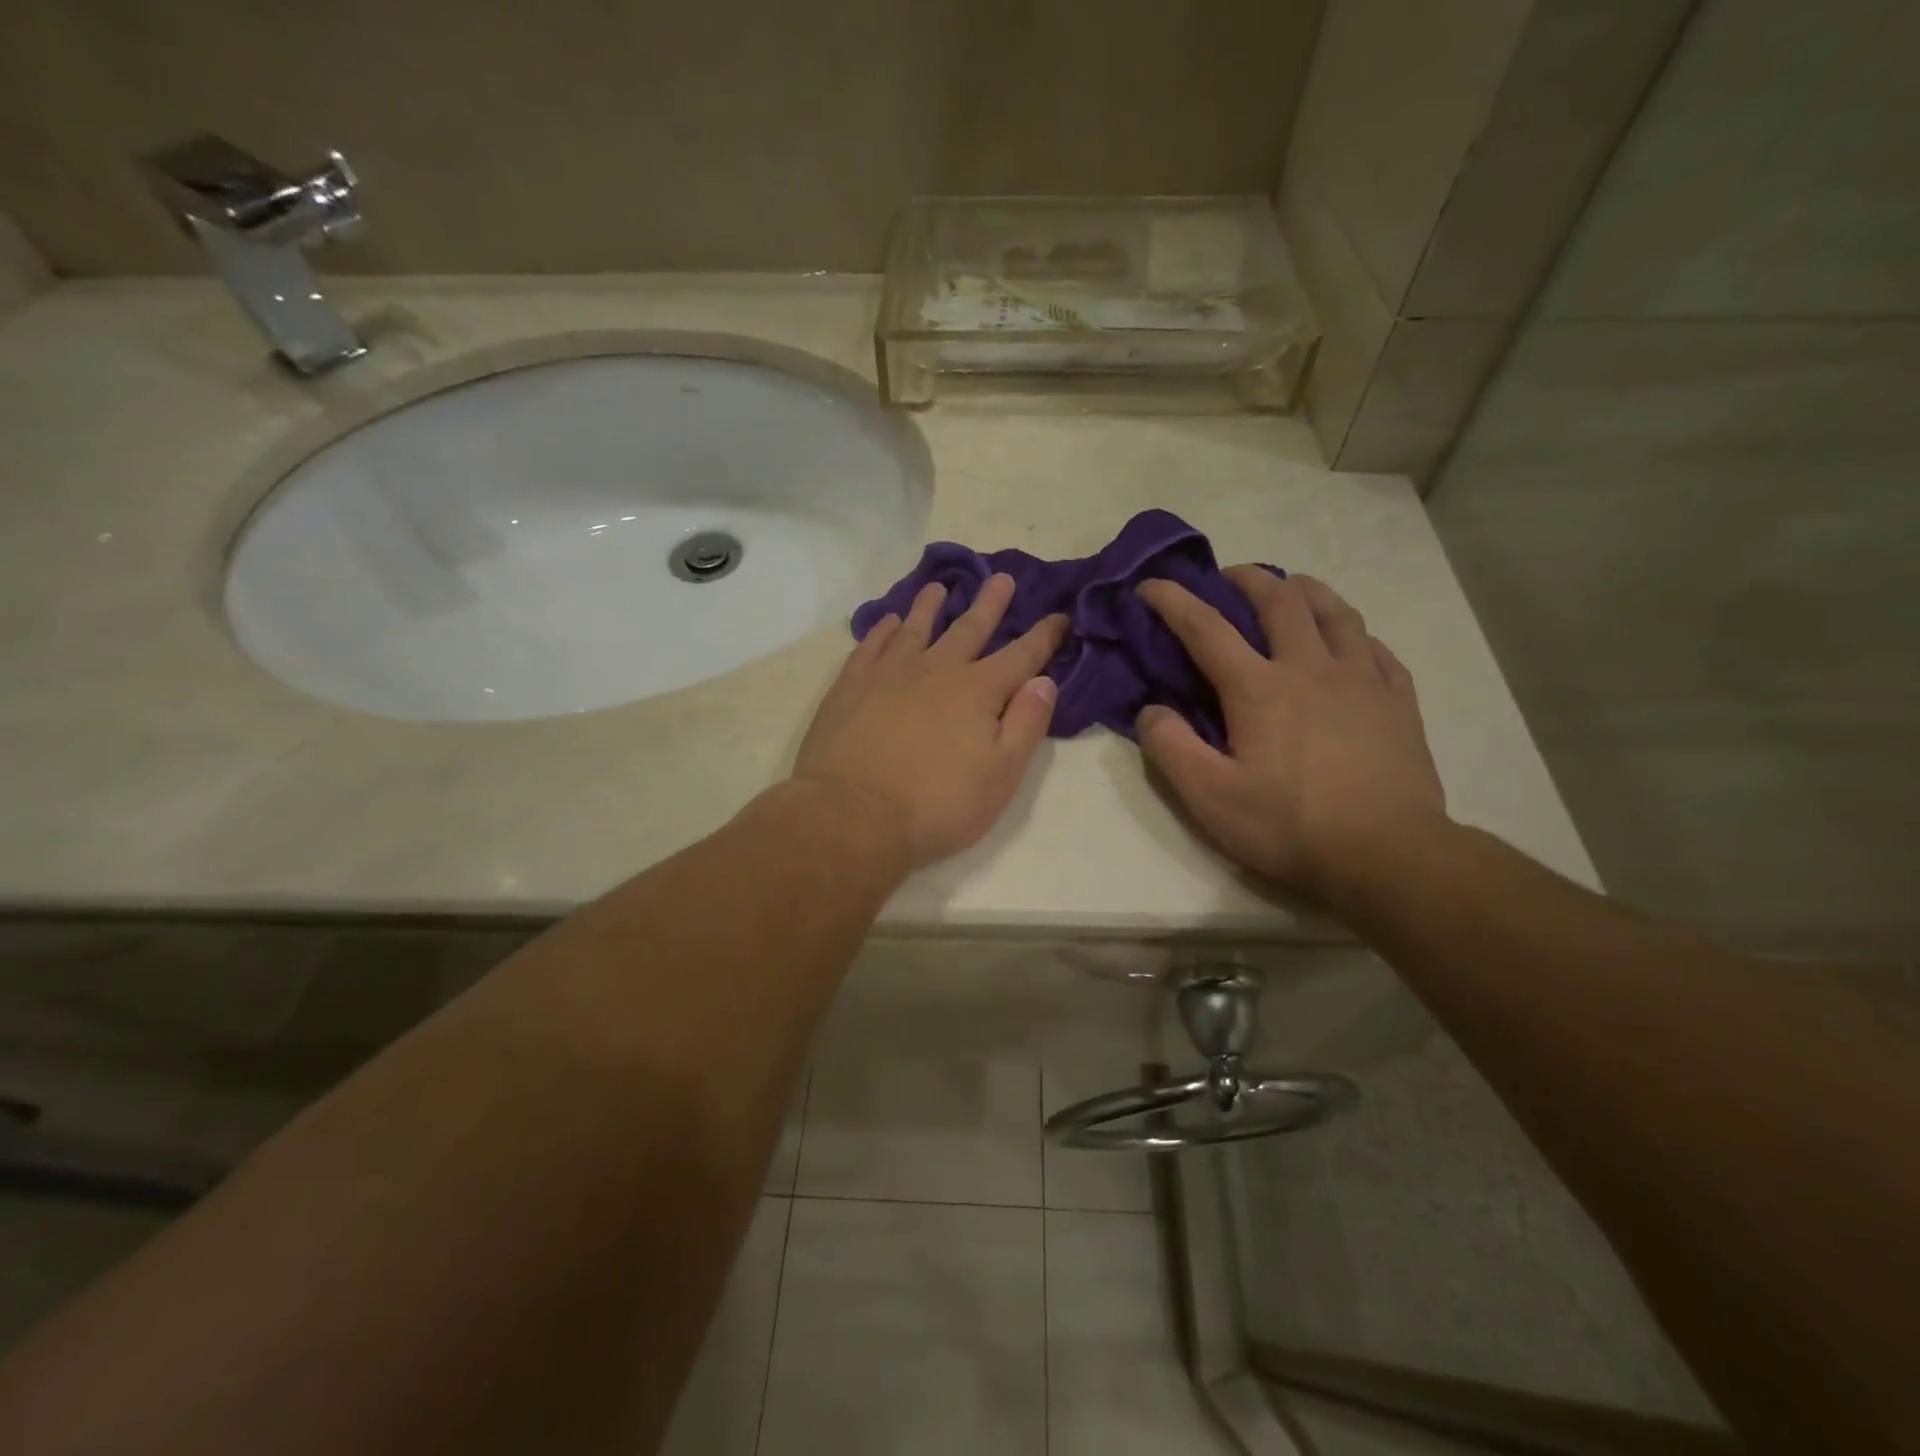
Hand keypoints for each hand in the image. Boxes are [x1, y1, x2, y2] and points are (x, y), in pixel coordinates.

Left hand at [794, 574, 1067, 867]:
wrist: (853, 815)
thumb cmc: (937, 804)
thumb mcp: (1001, 775)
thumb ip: (1026, 724)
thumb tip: (1043, 681)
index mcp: (978, 691)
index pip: (1021, 656)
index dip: (1044, 636)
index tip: (1060, 615)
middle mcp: (936, 670)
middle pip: (969, 629)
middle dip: (989, 604)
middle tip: (1000, 578)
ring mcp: (889, 674)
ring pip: (916, 628)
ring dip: (930, 606)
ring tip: (938, 587)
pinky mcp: (851, 686)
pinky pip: (871, 645)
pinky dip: (883, 630)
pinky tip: (888, 622)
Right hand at [1136, 569, 1445, 900]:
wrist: (1389, 856)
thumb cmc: (1290, 827)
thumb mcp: (1210, 798)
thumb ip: (1170, 748)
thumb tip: (1151, 710)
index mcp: (1259, 688)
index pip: (1206, 627)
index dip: (1173, 600)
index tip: (1151, 584)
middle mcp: (1310, 668)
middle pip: (1279, 600)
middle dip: (1247, 579)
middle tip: (1228, 578)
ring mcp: (1362, 680)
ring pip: (1334, 611)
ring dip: (1305, 590)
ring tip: (1290, 590)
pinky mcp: (1397, 701)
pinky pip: (1375, 648)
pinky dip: (1352, 633)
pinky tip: (1349, 642)